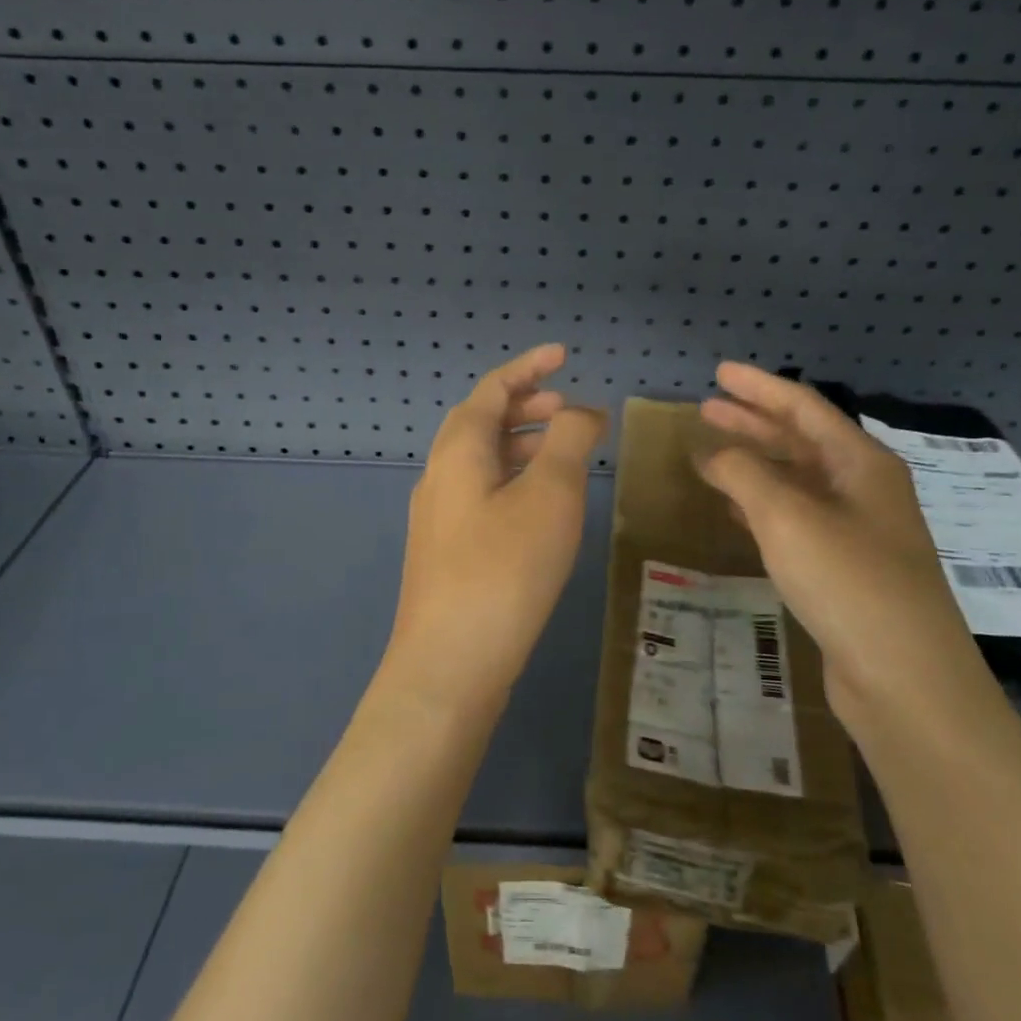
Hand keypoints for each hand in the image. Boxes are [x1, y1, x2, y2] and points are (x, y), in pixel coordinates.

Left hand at [383, 344, 607, 711]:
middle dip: (526, 406)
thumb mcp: (549, 495)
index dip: (529, 367)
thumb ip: (568, 440)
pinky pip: (482, 494)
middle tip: (570, 409)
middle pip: (481, 422)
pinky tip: (541, 508)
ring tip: (566, 454)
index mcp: (458, 451)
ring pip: (482, 461)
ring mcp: (438, 517)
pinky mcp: (446, 552)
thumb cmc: (504, 570)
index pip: (492, 389)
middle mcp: (439, 476)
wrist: (450, 665)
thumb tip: (582, 410)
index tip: (565, 355)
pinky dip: (515, 480)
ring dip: (522, 445)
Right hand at [695, 362, 982, 723]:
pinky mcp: (844, 569)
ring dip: (754, 465)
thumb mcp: (788, 517)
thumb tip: (712, 452)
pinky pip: (795, 520)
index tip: (718, 372)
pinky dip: (761, 506)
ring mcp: (856, 531)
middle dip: (752, 422)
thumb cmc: (849, 581)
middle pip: (800, 441)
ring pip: (796, 482)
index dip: (759, 387)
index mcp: (861, 463)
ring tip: (710, 456)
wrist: (905, 679)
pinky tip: (734, 510)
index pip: (803, 408)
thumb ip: (744, 474)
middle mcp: (863, 489)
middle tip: (706, 409)